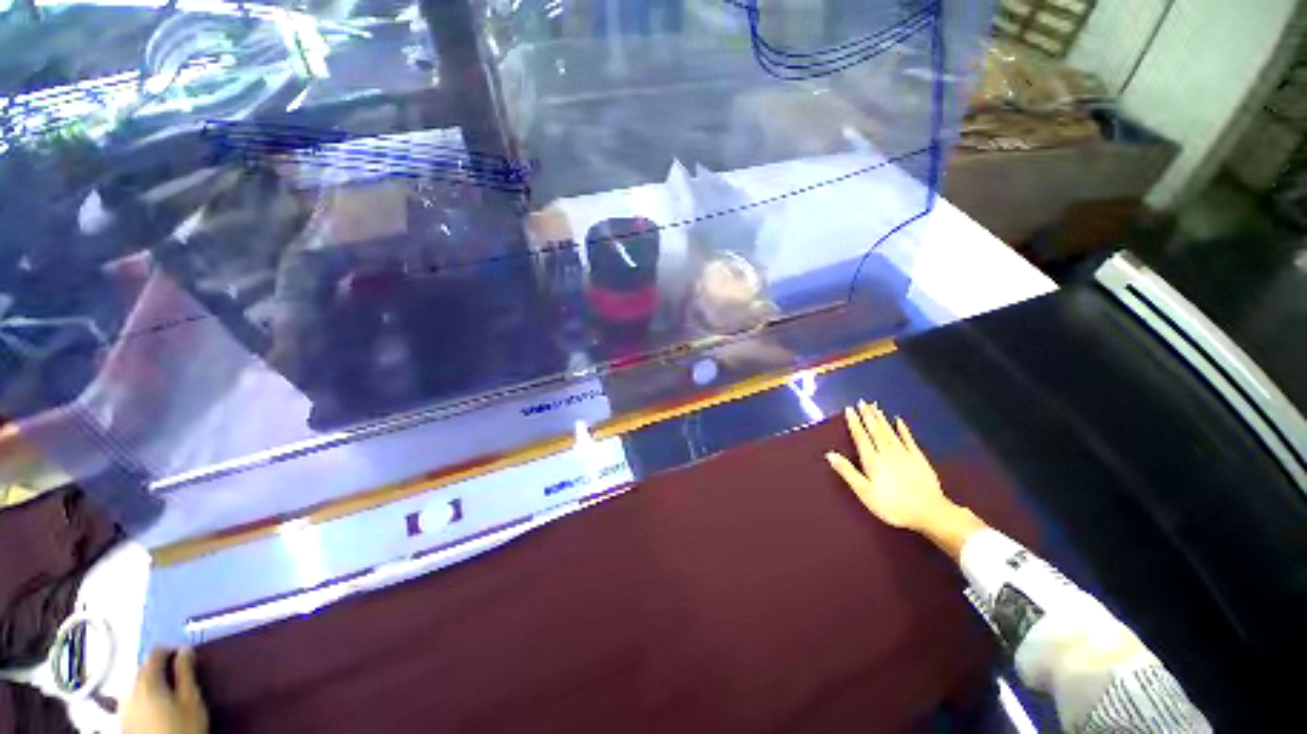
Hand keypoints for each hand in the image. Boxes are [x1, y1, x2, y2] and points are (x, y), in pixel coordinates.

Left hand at [123, 648, 207, 733]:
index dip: (171, 648)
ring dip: (152, 682)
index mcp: (147, 681)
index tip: (185, 651)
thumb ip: (186, 673)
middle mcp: (130, 690)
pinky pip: (134, 699)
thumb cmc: (182, 727)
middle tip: (179, 672)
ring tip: (169, 690)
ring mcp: (124, 707)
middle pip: (143, 669)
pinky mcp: (124, 719)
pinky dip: (145, 696)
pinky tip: (156, 706)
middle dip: (160, 667)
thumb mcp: (191, 700)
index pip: (155, 653)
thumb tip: (186, 650)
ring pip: (137, 685)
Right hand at [826, 402, 983, 555]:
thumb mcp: (865, 492)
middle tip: (862, 402)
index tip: (849, 410)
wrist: (929, 512)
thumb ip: (848, 472)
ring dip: (881, 419)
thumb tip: (830, 454)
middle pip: (875, 431)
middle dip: (868, 416)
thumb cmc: (892, 505)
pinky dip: (903, 429)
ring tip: (875, 406)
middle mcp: (887, 453)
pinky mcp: (919, 458)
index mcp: (872, 461)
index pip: (861, 437)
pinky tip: (898, 420)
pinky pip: (909, 439)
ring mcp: (904, 454)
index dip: (854, 423)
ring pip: (889, 432)